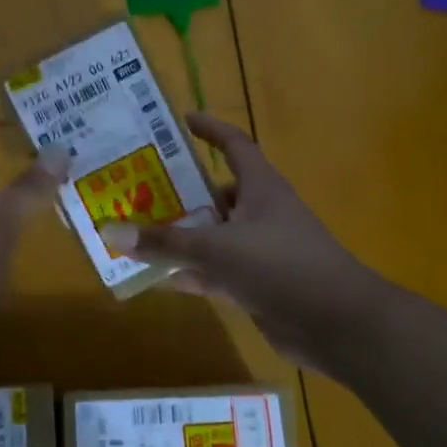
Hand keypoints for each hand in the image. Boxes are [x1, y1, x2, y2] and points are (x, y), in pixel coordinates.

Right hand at [99, 113, 378, 375]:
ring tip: (134, 231)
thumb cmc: (281, 266)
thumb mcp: (217, 248)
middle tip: (134, 188)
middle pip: (213, 194)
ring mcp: (257, 251)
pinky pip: (213, 272)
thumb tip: (110, 232)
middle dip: (177, 192)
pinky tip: (154, 278)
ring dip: (178, 237)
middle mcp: (259, 213)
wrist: (336, 325)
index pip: (234, 145)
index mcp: (260, 188)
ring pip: (210, 236)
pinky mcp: (255, 284)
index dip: (209, 130)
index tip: (179, 121)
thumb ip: (165, 242)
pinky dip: (188, 274)